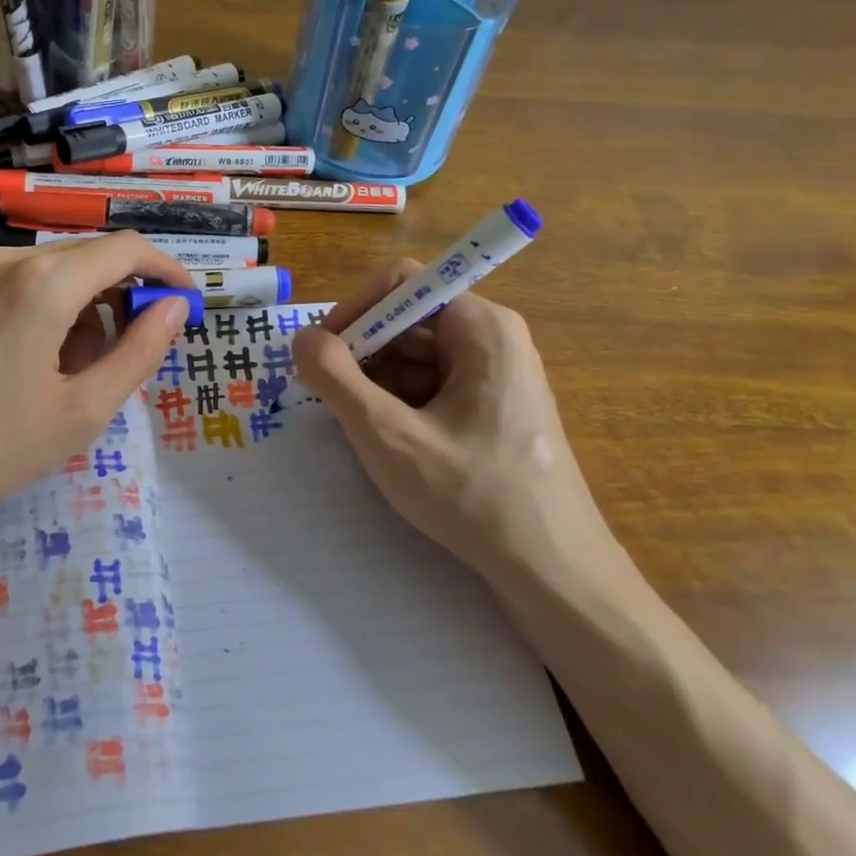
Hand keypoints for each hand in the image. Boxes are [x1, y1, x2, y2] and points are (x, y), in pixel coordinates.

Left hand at [0, 234, 192, 560]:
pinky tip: (24, 364)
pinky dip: (38, 310)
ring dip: (77, 308)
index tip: (184, 303)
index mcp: (44, 283)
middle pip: (86, 258)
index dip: (165, 270)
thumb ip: (139, 352)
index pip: (126, 249)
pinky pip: (9, 285)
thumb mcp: (82, 411)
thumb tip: (175, 308)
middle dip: (119, 297)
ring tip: (67, 373)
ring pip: (47, 272)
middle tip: (125, 354)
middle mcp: (3, 261)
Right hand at [292, 260, 612, 584]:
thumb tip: (302, 338)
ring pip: (416, 357)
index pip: (402, 284)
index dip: (355, 311)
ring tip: (362, 431)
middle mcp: (494, 339)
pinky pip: (434, 386)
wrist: (553, 572)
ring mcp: (497, 375)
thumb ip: (336, 380)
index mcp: (482, 327)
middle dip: (363, 355)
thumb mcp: (390, 436)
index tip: (323, 356)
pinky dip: (401, 406)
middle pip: (408, 321)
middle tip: (333, 402)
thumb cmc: (473, 497)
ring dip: (378, 385)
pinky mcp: (494, 408)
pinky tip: (392, 445)